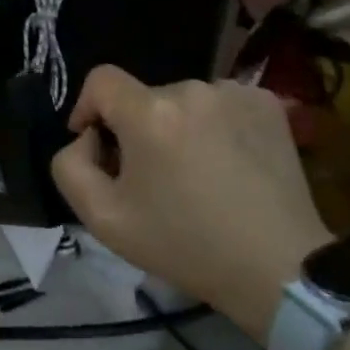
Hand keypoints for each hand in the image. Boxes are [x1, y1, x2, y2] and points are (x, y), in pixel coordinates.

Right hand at [50, 67, 332, 342]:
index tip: (97, 145)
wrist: (279, 269)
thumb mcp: (103, 219)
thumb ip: (70, 166)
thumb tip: (87, 138)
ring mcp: (234, 93)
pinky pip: (220, 104)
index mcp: (149, 112)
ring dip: (177, 127)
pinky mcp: (267, 104)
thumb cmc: (185, 245)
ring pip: (183, 102)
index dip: (88, 108)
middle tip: (151, 177)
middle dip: (137, 129)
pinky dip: (215, 125)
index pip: (100, 80)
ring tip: (195, 173)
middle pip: (143, 97)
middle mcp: (191, 89)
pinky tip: (228, 163)